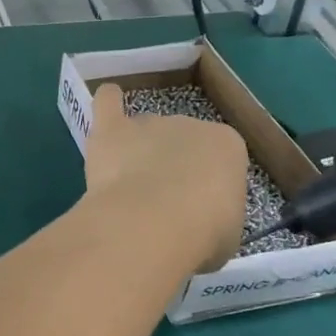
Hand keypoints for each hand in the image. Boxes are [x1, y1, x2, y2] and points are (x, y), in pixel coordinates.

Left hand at [82, 84, 247, 272]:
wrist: (153, 223)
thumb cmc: (201, 234)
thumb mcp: (226, 233)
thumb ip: (212, 216)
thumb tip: (195, 222)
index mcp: (227, 146)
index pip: (220, 159)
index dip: (207, 188)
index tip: (198, 212)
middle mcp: (189, 124)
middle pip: (180, 144)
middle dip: (172, 171)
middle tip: (160, 207)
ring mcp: (149, 123)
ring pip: (145, 133)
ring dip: (139, 154)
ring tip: (129, 188)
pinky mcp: (112, 129)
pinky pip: (108, 102)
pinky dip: (108, 102)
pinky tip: (107, 106)